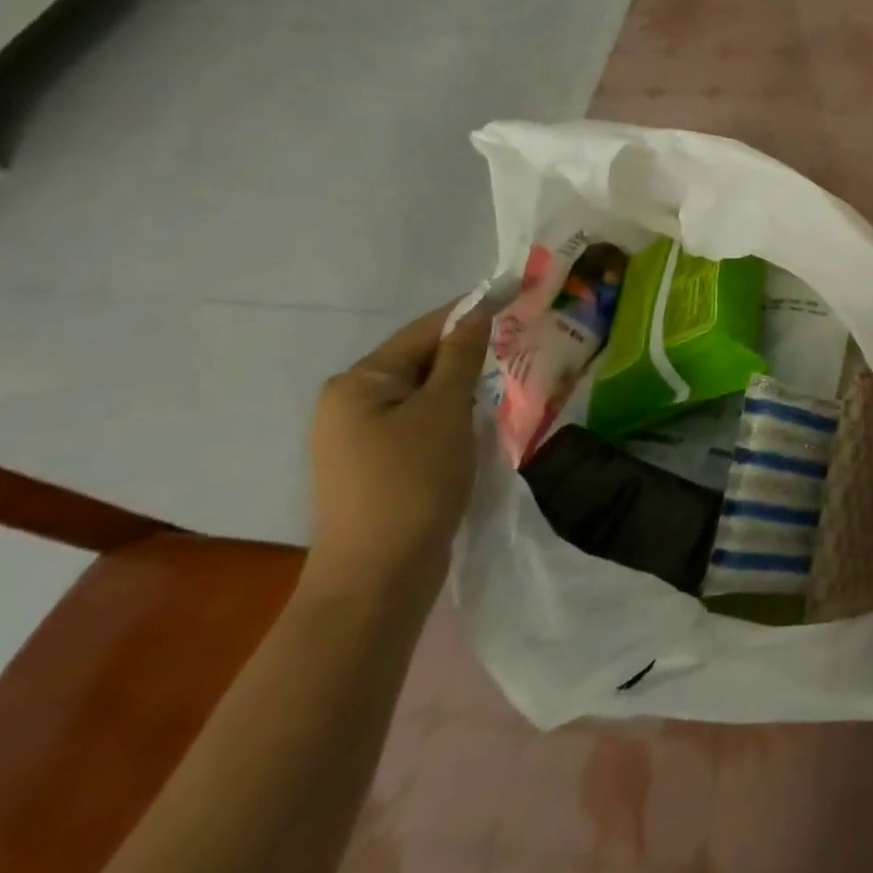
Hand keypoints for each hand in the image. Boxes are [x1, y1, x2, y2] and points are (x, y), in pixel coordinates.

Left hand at [305, 302, 490, 599]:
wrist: (378, 578)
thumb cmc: (412, 482)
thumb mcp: (445, 409)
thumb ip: (462, 354)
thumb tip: (478, 310)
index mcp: (357, 382)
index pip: (424, 330)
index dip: (472, 312)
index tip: (516, 295)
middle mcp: (349, 401)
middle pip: (421, 358)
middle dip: (469, 349)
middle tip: (522, 338)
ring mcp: (358, 435)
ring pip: (424, 390)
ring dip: (464, 381)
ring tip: (510, 372)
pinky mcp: (376, 462)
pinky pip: (420, 418)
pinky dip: (451, 410)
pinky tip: (481, 414)